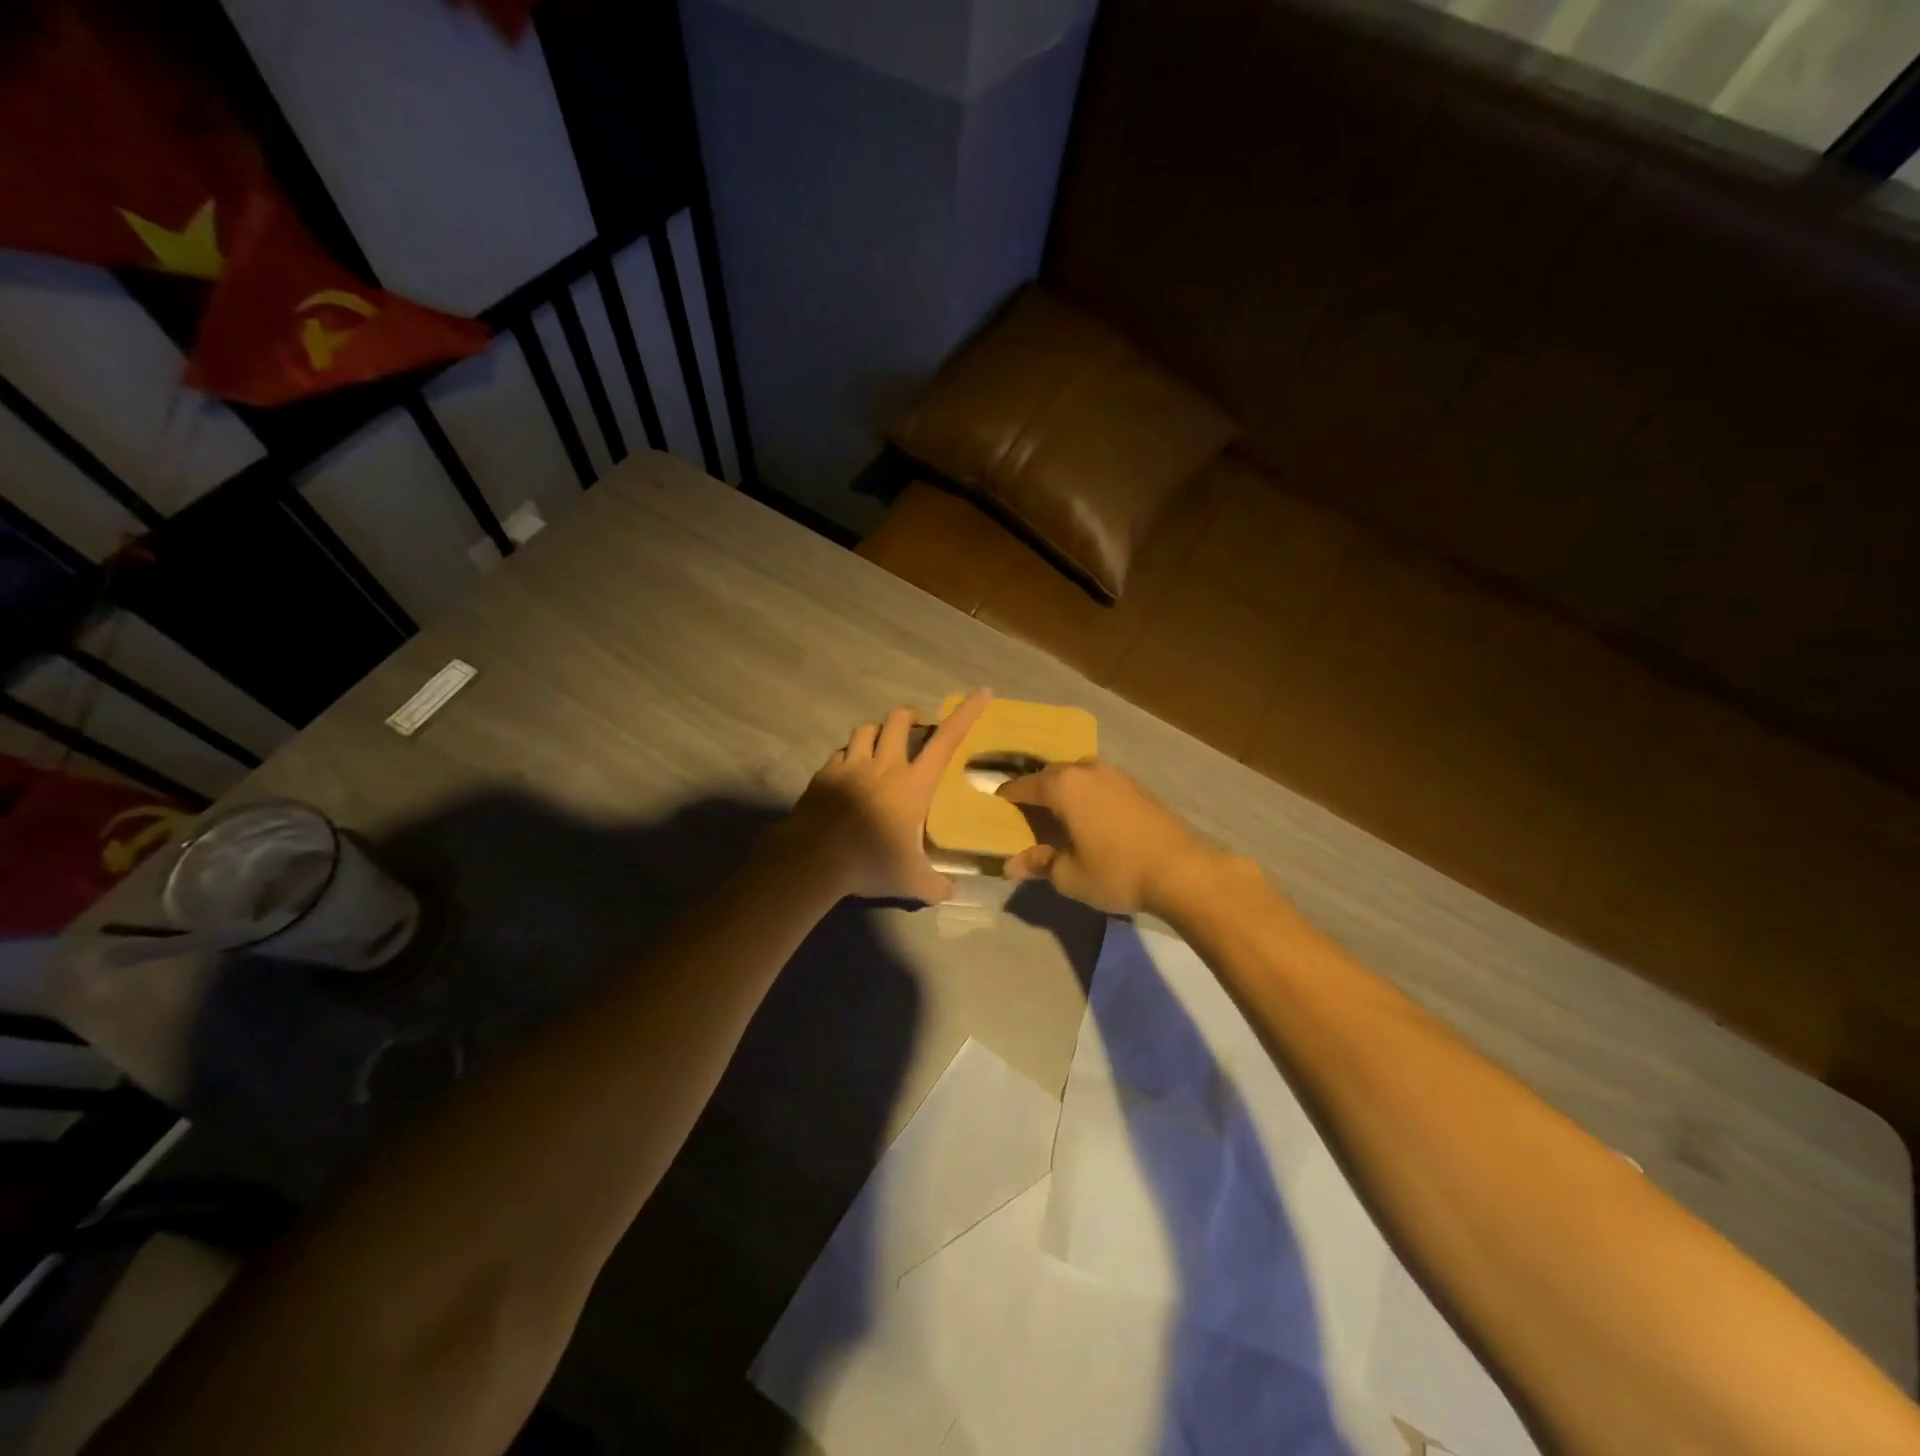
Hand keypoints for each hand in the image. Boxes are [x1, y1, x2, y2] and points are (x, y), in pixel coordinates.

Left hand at [788, 689, 992, 901]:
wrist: (814, 859)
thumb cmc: (870, 863)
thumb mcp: (910, 881)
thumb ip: (934, 886)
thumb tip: (951, 894)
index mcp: (913, 784)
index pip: (946, 741)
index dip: (966, 714)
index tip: (981, 693)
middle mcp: (883, 766)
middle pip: (898, 720)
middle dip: (910, 716)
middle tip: (916, 726)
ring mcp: (851, 766)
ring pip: (865, 729)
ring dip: (877, 731)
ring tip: (880, 743)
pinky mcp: (824, 774)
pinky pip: (840, 753)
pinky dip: (849, 755)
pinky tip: (849, 770)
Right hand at [995, 759, 1231, 915]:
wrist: (1182, 870)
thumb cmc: (1116, 871)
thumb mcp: (1069, 875)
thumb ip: (1039, 864)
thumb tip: (1011, 865)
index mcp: (1063, 786)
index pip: (1023, 786)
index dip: (1006, 797)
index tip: (995, 807)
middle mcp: (1086, 770)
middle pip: (1050, 776)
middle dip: (1035, 793)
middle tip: (1025, 816)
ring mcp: (1115, 774)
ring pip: (1077, 776)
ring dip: (1063, 792)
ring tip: (1057, 817)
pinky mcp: (1136, 786)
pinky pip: (1098, 784)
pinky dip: (1086, 796)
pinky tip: (1088, 818)